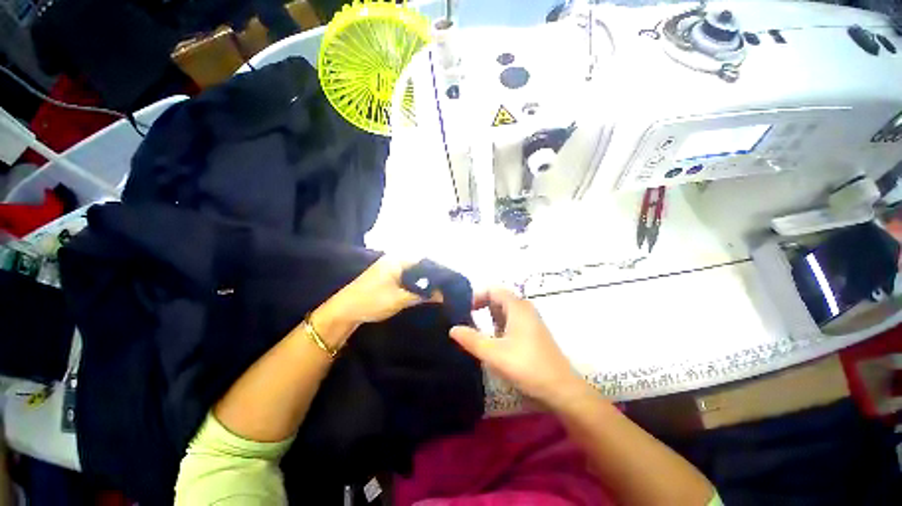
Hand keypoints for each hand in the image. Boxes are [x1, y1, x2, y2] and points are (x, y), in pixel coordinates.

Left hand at [313, 256, 438, 347]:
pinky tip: (425, 294)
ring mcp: (391, 269)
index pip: (425, 260)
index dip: (439, 270)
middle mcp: (395, 260)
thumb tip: (443, 294)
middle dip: (433, 277)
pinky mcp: (389, 279)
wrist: (344, 312)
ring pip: (414, 274)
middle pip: (421, 266)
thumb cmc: (372, 300)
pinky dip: (416, 286)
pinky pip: (408, 279)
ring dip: (425, 283)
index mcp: (397, 259)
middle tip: (447, 288)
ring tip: (440, 291)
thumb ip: (424, 295)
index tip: (451, 281)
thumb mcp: (401, 298)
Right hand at [449, 288, 587, 407]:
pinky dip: (499, 326)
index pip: (493, 289)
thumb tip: (453, 329)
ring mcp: (530, 321)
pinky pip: (511, 321)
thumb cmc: (526, 366)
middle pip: (498, 298)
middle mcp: (525, 309)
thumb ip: (471, 339)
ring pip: (504, 311)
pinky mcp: (533, 333)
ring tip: (476, 331)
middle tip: (466, 320)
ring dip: (490, 318)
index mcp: (517, 307)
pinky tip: (493, 341)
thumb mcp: (494, 353)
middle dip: (481, 307)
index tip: (464, 311)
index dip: (477, 296)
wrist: (561, 389)